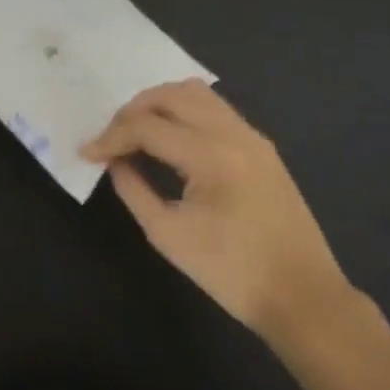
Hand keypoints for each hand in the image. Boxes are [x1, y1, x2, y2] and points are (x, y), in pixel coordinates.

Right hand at [82, 80, 355, 345]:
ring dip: (160, 103)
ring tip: (136, 130)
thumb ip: (134, 190)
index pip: (147, 126)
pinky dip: (184, 110)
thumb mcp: (169, 235)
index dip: (111, 137)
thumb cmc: (233, 274)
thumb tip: (114, 161)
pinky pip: (215, 107)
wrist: (302, 296)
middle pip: (171, 94)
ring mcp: (251, 135)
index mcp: (211, 155)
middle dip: (133, 110)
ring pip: (196, 92)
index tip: (86, 153)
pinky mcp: (260, 145)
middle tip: (111, 138)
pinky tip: (170, 136)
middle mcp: (233, 132)